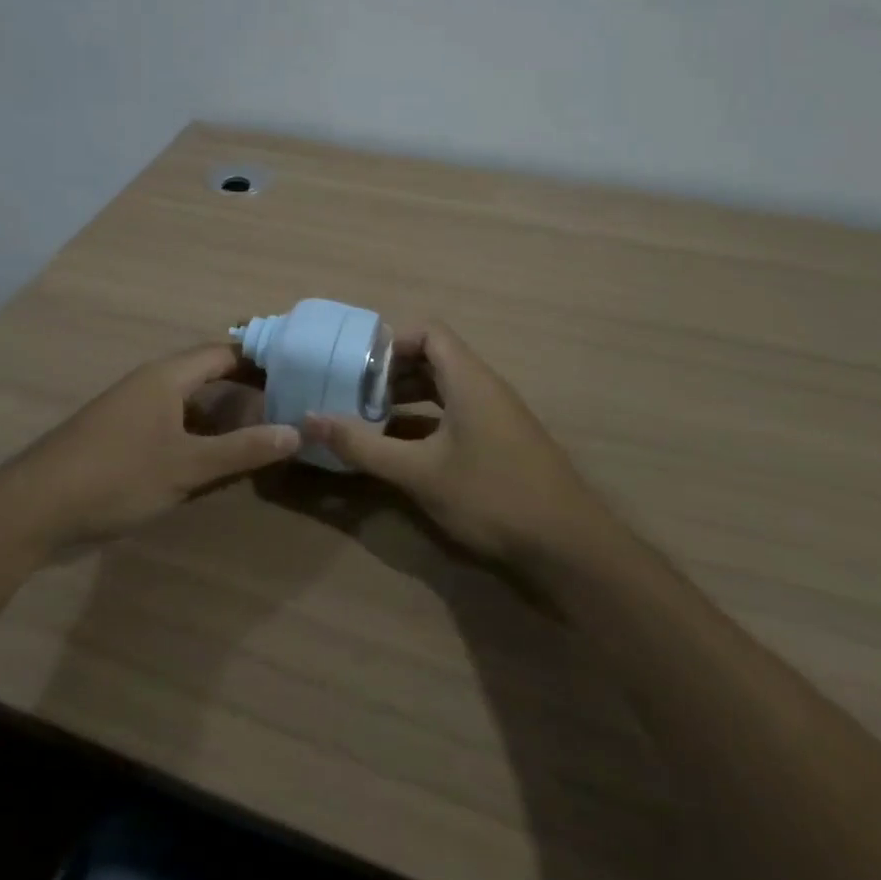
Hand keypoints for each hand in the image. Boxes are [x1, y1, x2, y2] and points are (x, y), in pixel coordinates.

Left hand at [0, 343, 299, 554]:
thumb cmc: (117, 475)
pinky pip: (171, 425)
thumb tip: (296, 432)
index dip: (259, 359)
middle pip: (206, 374)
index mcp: (166, 377)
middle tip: (286, 402)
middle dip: (244, 388)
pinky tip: (214, 460)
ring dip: (221, 415)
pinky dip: (198, 435)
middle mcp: (150, 384)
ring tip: (261, 431)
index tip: (295, 369)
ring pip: (188, 404)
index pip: (223, 353)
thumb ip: (241, 450)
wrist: (35, 509)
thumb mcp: (186, 466)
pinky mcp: (121, 438)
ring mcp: (132, 411)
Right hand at [303, 322, 597, 562]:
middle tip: (355, 392)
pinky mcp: (502, 440)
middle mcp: (485, 386)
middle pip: (435, 357)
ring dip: (409, 396)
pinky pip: (457, 412)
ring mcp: (497, 414)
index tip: (358, 366)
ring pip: (446, 387)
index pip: (428, 332)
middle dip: (392, 371)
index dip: (391, 341)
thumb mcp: (419, 472)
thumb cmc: (491, 496)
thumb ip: (363, 445)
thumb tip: (310, 419)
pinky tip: (404, 448)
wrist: (570, 547)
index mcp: (469, 378)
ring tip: (371, 417)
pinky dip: (428, 419)